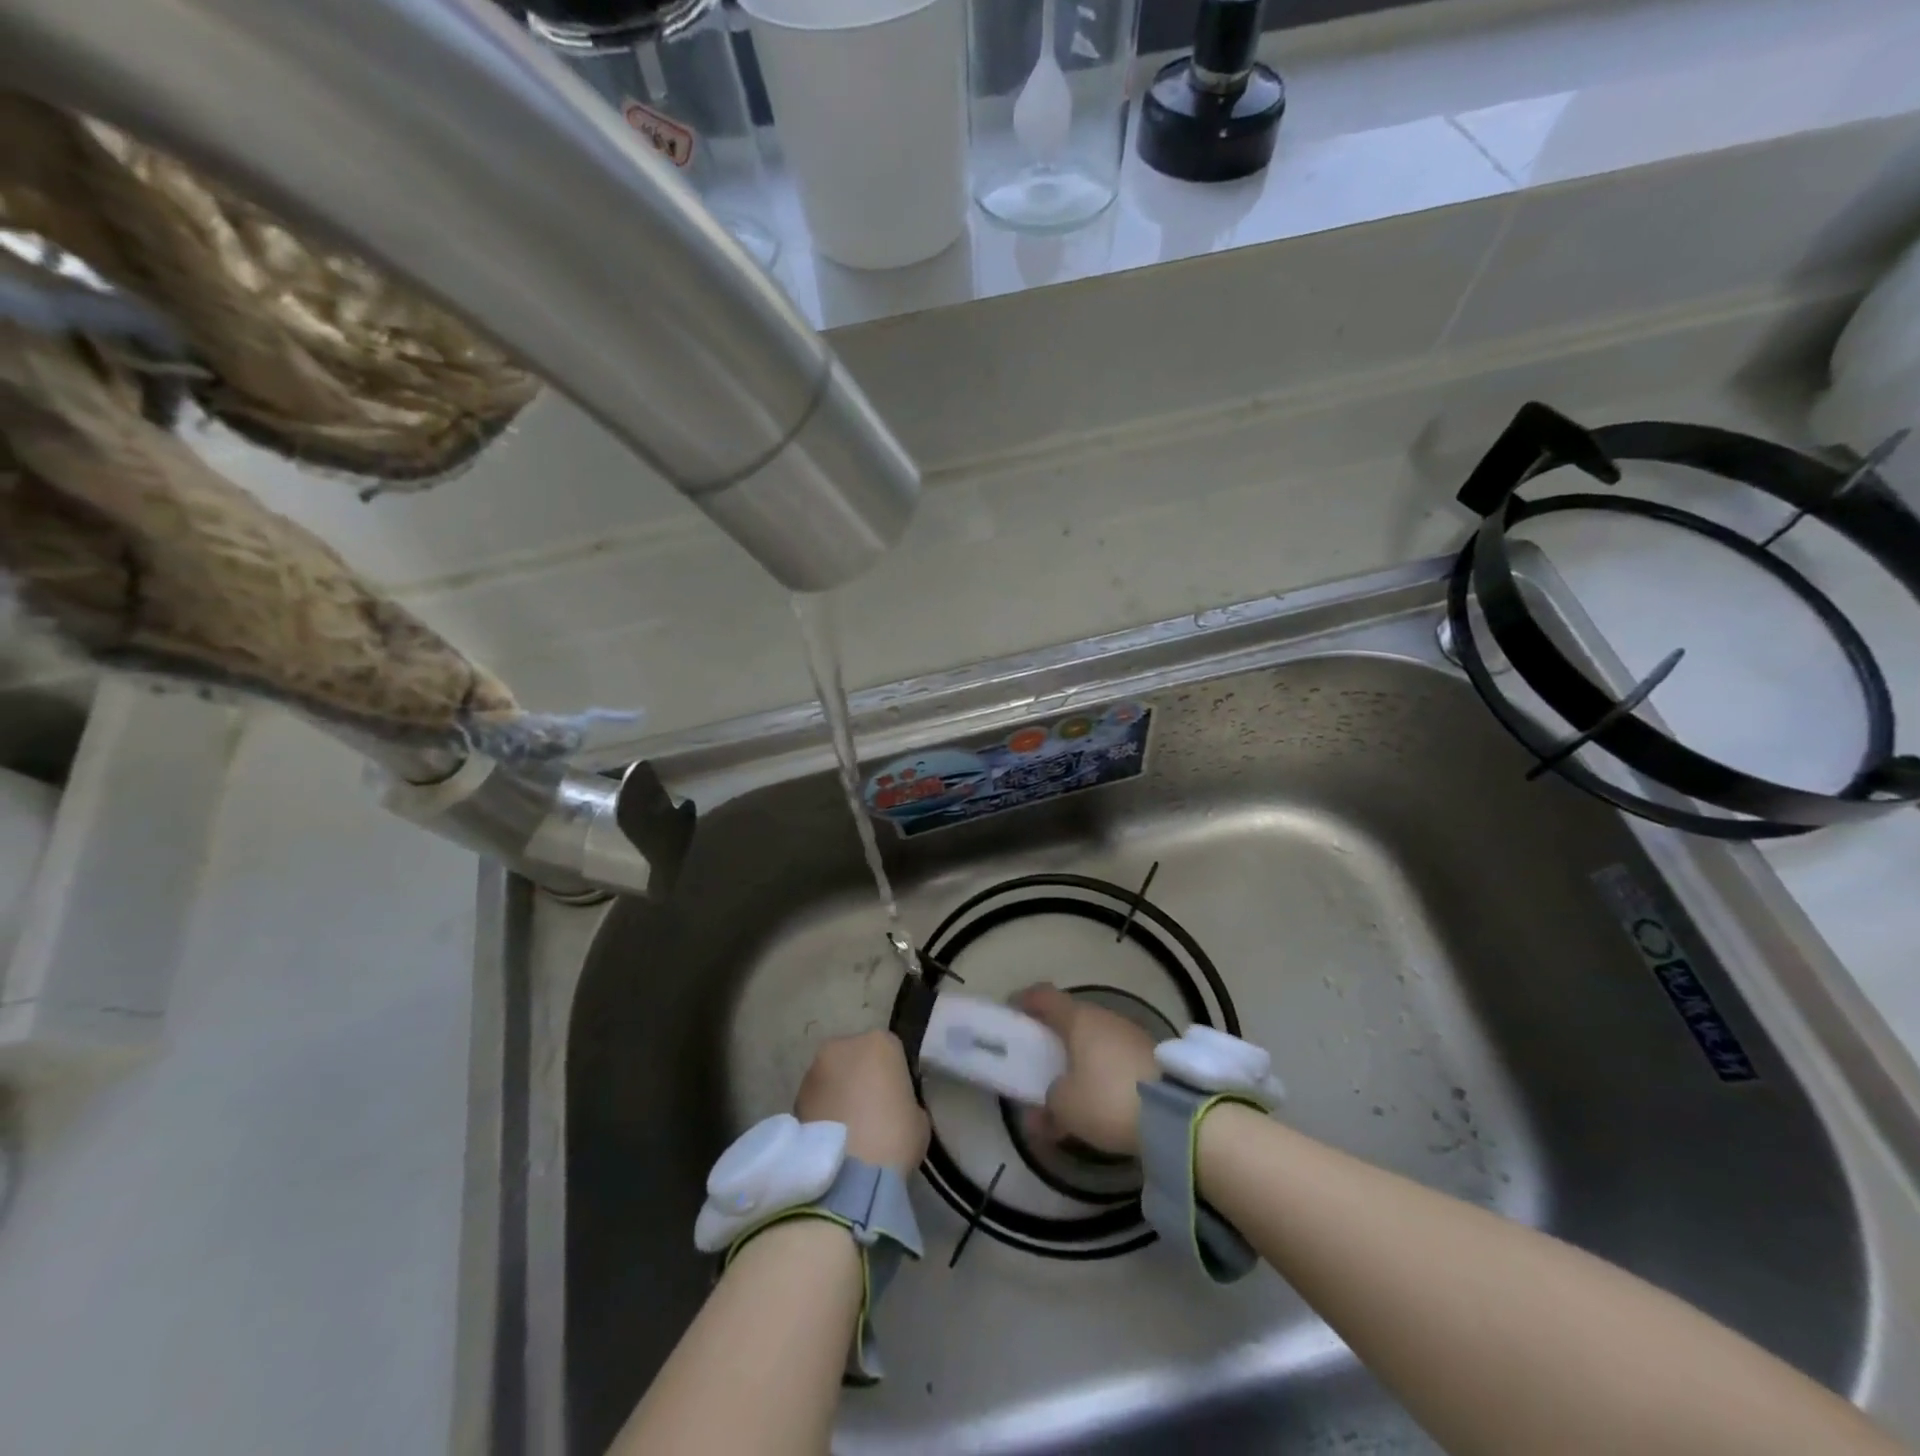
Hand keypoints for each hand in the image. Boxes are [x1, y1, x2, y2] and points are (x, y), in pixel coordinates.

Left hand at [794, 1030, 929, 1176]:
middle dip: (861, 1079)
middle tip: (871, 1113)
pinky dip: (823, 1112)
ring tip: (848, 1131)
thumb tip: (892, 1107)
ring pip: (832, 1077)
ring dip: (839, 1094)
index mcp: (880, 1042)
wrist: (850, 1176)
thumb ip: (905, 1101)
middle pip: (857, 1058)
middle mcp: (844, 1045)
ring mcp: (815, 1069)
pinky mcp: (795, 1096)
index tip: (896, 1100)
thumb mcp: (918, 1118)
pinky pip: (817, 1099)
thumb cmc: (895, 1138)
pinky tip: (832, 1140)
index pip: (891, 1052)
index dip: (894, 1076)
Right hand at [1014, 983, 1159, 1155]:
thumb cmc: (1107, 1099)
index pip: (1044, 996)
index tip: (1012, 1012)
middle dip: (1054, 1034)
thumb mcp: (1066, 1108)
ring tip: (1071, 1084)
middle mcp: (1104, 1017)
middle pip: (1072, 1017)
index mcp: (1078, 1018)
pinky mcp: (1152, 1055)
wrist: (1177, 1116)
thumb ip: (1046, 1106)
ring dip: (1081, 1055)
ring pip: (1096, 1038)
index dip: (1025, 1001)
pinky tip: (1101, 1096)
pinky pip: (1116, 1055)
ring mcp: (1131, 1033)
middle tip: (1040, 1056)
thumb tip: (1038, 1113)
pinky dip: (1103, 1069)